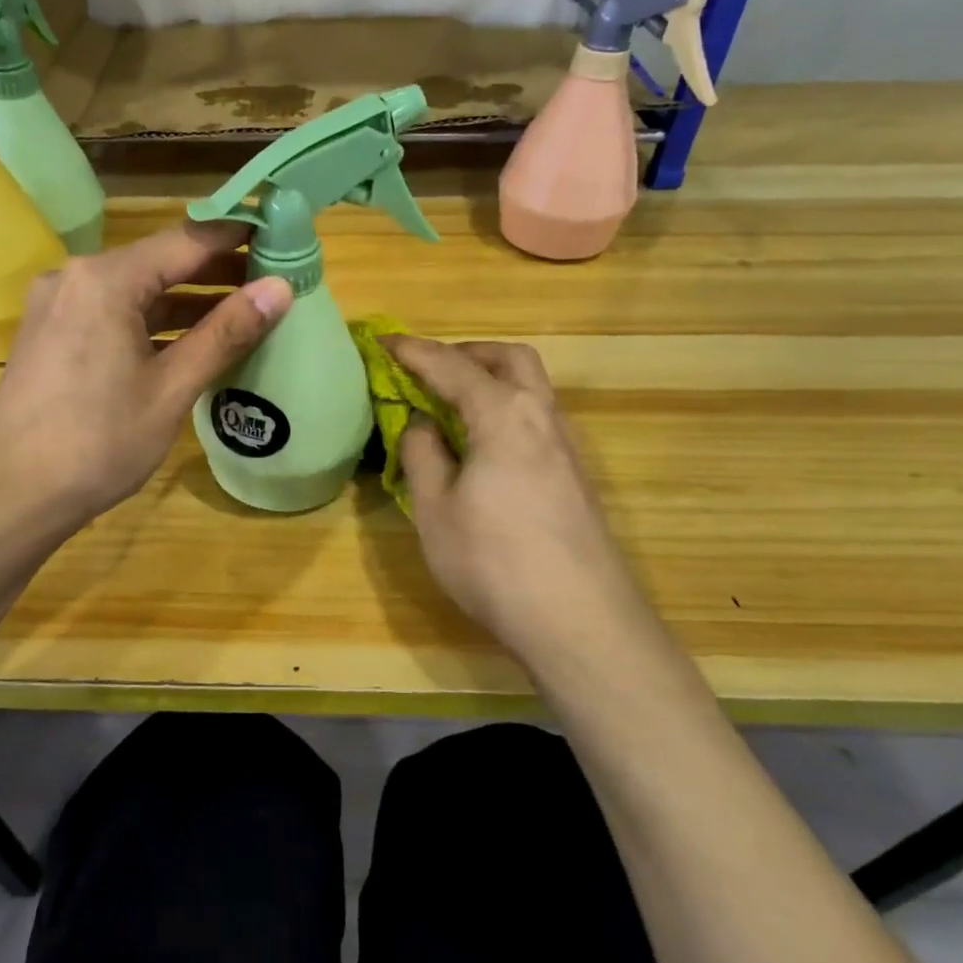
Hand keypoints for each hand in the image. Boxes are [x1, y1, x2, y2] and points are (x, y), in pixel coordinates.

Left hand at [0, 221, 291, 537]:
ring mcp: (58, 305)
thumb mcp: (171, 388)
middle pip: (159, 261)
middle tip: (272, 279)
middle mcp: (76, 277)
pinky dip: (153, 321)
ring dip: (185, 299)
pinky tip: (189, 339)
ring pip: (136, 290)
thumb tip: (280, 288)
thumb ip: (226, 333)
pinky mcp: (51, 333)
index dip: (237, 237)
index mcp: (105, 280)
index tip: (282, 235)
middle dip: (215, 270)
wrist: (11, 495)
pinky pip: (113, 313)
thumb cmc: (98, 443)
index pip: (187, 240)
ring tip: (242, 310)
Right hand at [385, 336, 650, 660]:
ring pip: (530, 387)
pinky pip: (537, 418)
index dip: (413, 351)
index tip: (383, 341)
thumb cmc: (493, 561)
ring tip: (451, 406)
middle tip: (428, 370)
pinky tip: (484, 446)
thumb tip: (422, 422)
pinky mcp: (575, 475)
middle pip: (509, 359)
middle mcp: (541, 417)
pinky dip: (505, 410)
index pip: (451, 366)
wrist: (580, 621)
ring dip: (490, 380)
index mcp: (503, 415)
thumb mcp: (435, 509)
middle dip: (465, 353)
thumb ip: (423, 454)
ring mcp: (566, 447)